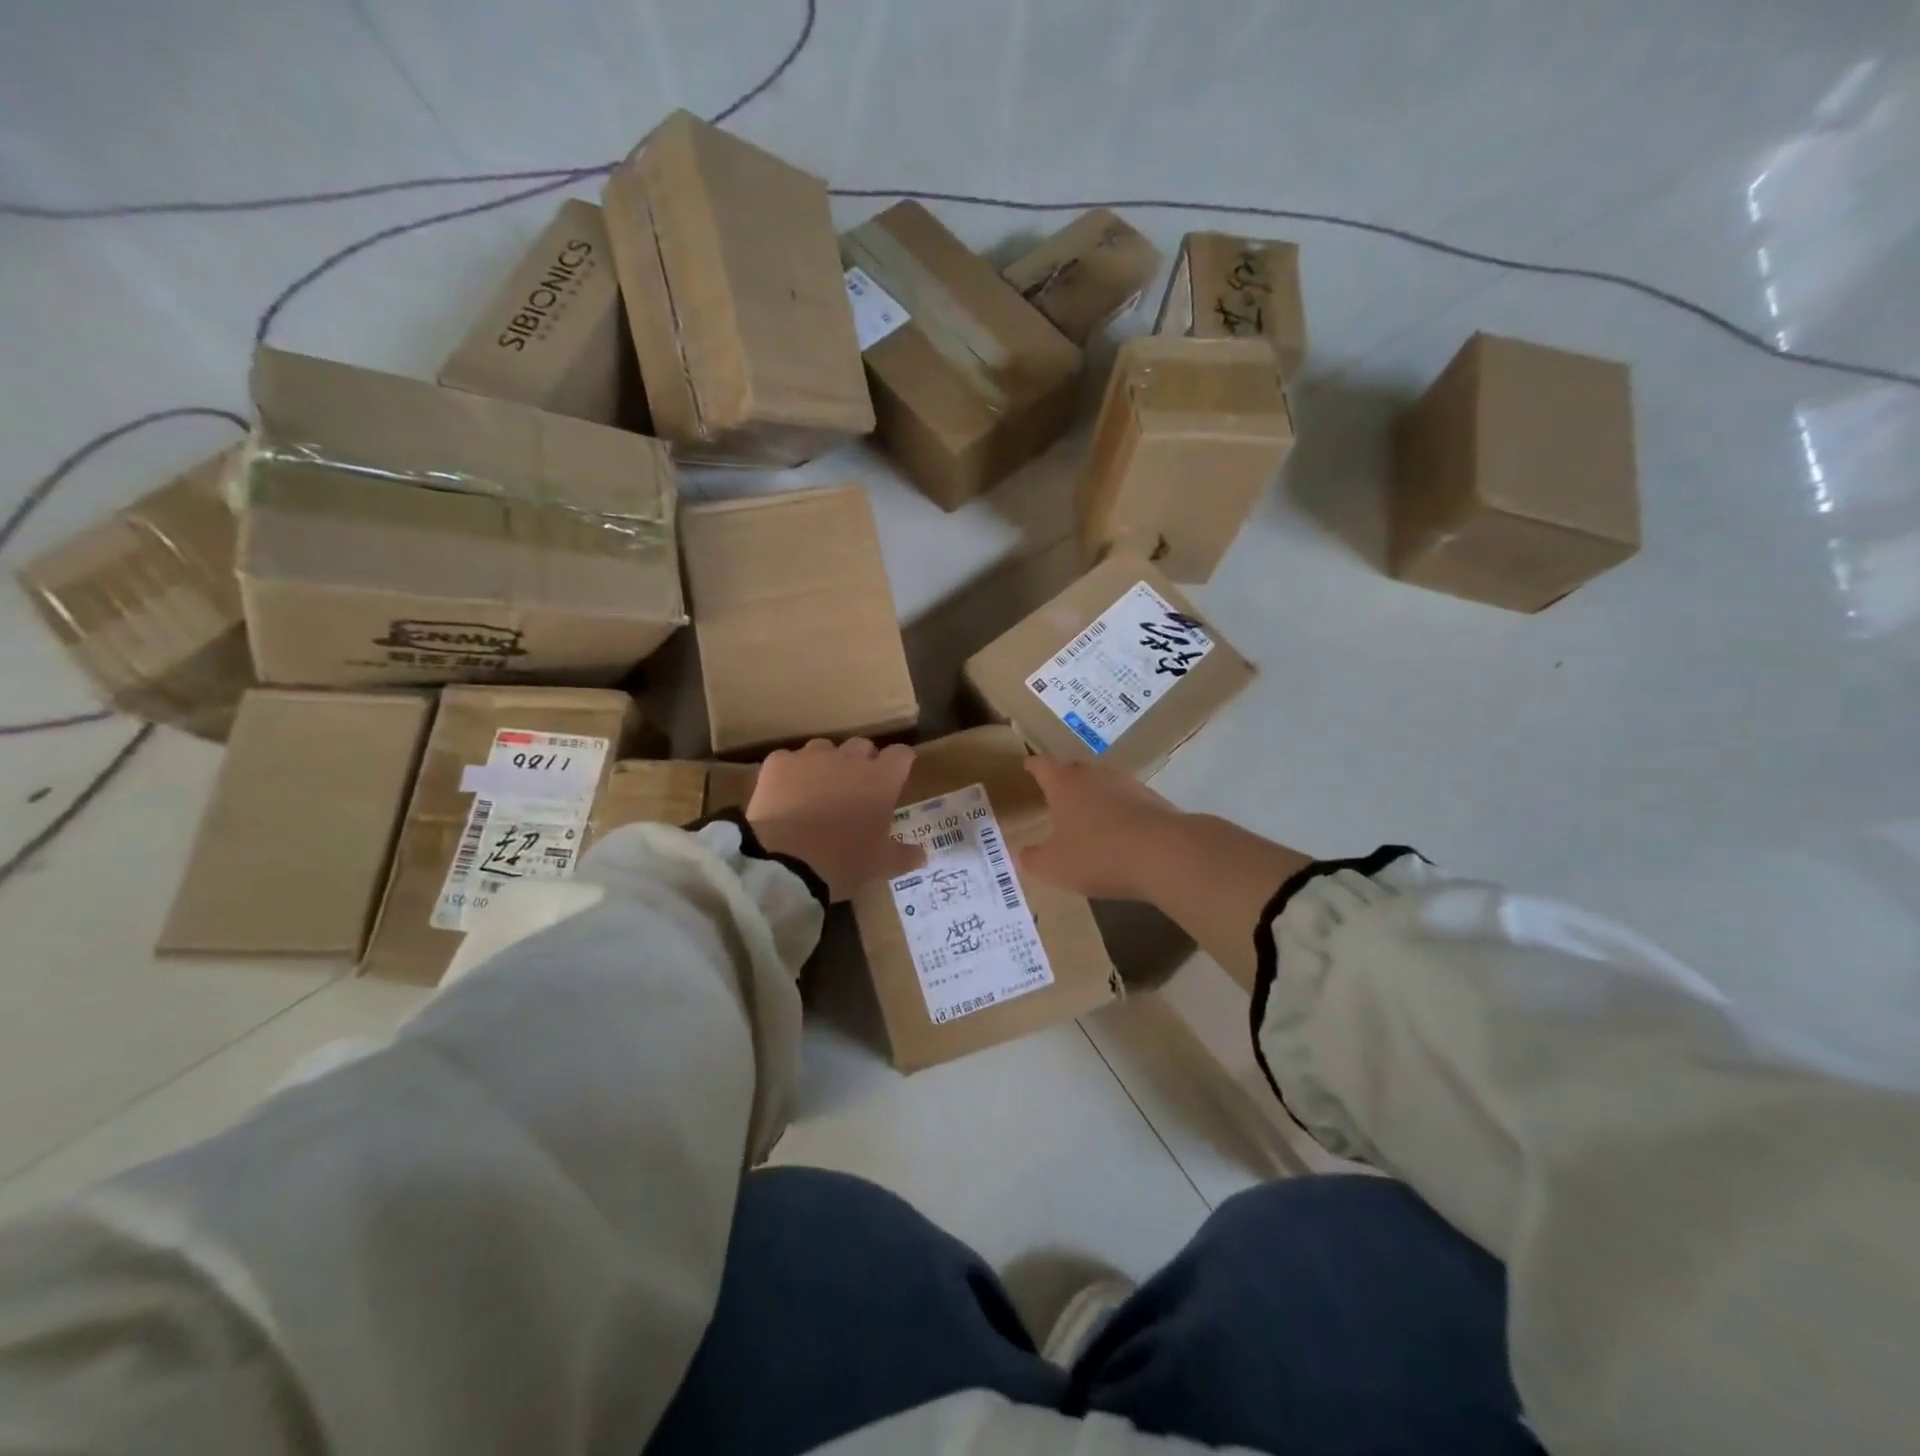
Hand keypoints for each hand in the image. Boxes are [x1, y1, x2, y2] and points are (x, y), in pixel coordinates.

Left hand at [747, 739, 921, 901]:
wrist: (786, 863)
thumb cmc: (844, 861)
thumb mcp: (881, 864)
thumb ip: (905, 855)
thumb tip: (923, 855)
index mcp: (882, 779)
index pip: (901, 754)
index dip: (900, 763)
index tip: (897, 775)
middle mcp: (849, 758)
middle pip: (862, 745)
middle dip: (862, 761)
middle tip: (856, 788)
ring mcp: (811, 757)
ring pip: (824, 748)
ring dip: (826, 764)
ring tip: (818, 790)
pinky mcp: (778, 763)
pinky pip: (788, 760)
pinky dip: (789, 773)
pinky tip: (784, 795)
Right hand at [1018, 756, 1183, 900]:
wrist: (1164, 853)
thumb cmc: (1097, 854)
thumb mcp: (1053, 867)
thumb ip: (1032, 859)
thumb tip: (1022, 853)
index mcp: (1064, 784)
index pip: (1042, 765)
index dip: (1032, 767)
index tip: (1026, 767)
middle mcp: (1094, 775)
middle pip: (1074, 770)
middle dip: (1063, 782)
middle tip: (1055, 799)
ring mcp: (1127, 784)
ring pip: (1102, 784)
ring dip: (1094, 798)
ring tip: (1088, 819)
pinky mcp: (1153, 800)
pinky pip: (1127, 801)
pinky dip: (1119, 813)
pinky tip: (1119, 835)